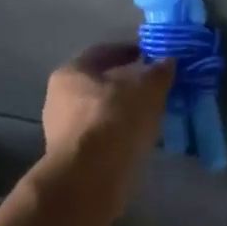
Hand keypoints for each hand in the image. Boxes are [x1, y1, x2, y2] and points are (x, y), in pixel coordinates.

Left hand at [41, 44, 173, 194]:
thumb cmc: (115, 120)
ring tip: (150, 114)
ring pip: (100, 112)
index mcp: (72, 72)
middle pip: (98, 84)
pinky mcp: (72, 156)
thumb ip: (158, 73)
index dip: (129, 50)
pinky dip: (119, 133)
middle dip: (126, 83)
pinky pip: (101, 136)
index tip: (150, 54)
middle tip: (153, 86)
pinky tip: (138, 138)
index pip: (103, 52)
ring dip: (123, 111)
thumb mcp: (146, 90)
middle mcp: (59, 98)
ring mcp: (62, 130)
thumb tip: (167, 61)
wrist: (91, 175)